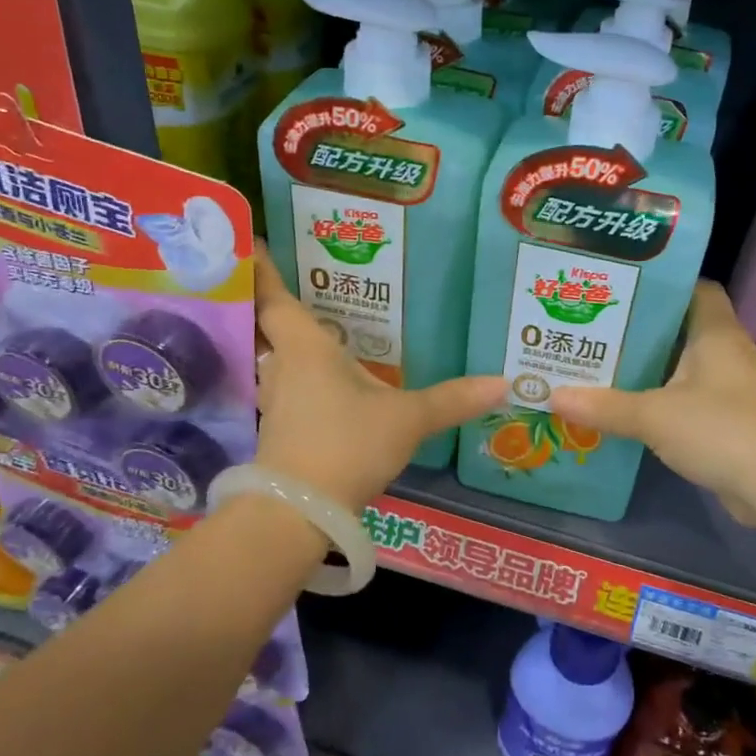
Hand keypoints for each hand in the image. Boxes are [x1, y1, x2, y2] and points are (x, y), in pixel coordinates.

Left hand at [252, 241, 505, 509]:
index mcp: (306, 348)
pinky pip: (285, 390)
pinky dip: (296, 378)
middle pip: (268, 327)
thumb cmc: (347, 444)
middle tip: (294, 282)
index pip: (274, 298)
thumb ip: (453, 399)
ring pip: (274, 361)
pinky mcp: (278, 432)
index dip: (260, 270)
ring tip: (313, 329)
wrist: (298, 513)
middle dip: (273, 305)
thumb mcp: (407, 418)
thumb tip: (505, 383)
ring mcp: (276, 402)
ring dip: (284, 344)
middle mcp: (282, 367)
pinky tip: (321, 385)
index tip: (251, 243)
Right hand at [549, 281, 755, 522]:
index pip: (696, 287)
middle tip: (598, 324)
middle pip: (684, 325)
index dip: (663, 284)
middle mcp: (728, 349)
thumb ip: (604, 406)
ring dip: (652, 363)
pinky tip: (631, 403)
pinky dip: (664, 394)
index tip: (623, 288)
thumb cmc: (719, 429)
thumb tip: (552, 396)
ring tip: (604, 360)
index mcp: (716, 331)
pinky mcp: (732, 416)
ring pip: (685, 362)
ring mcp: (733, 385)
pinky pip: (691, 393)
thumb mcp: (653, 416)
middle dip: (643, 326)